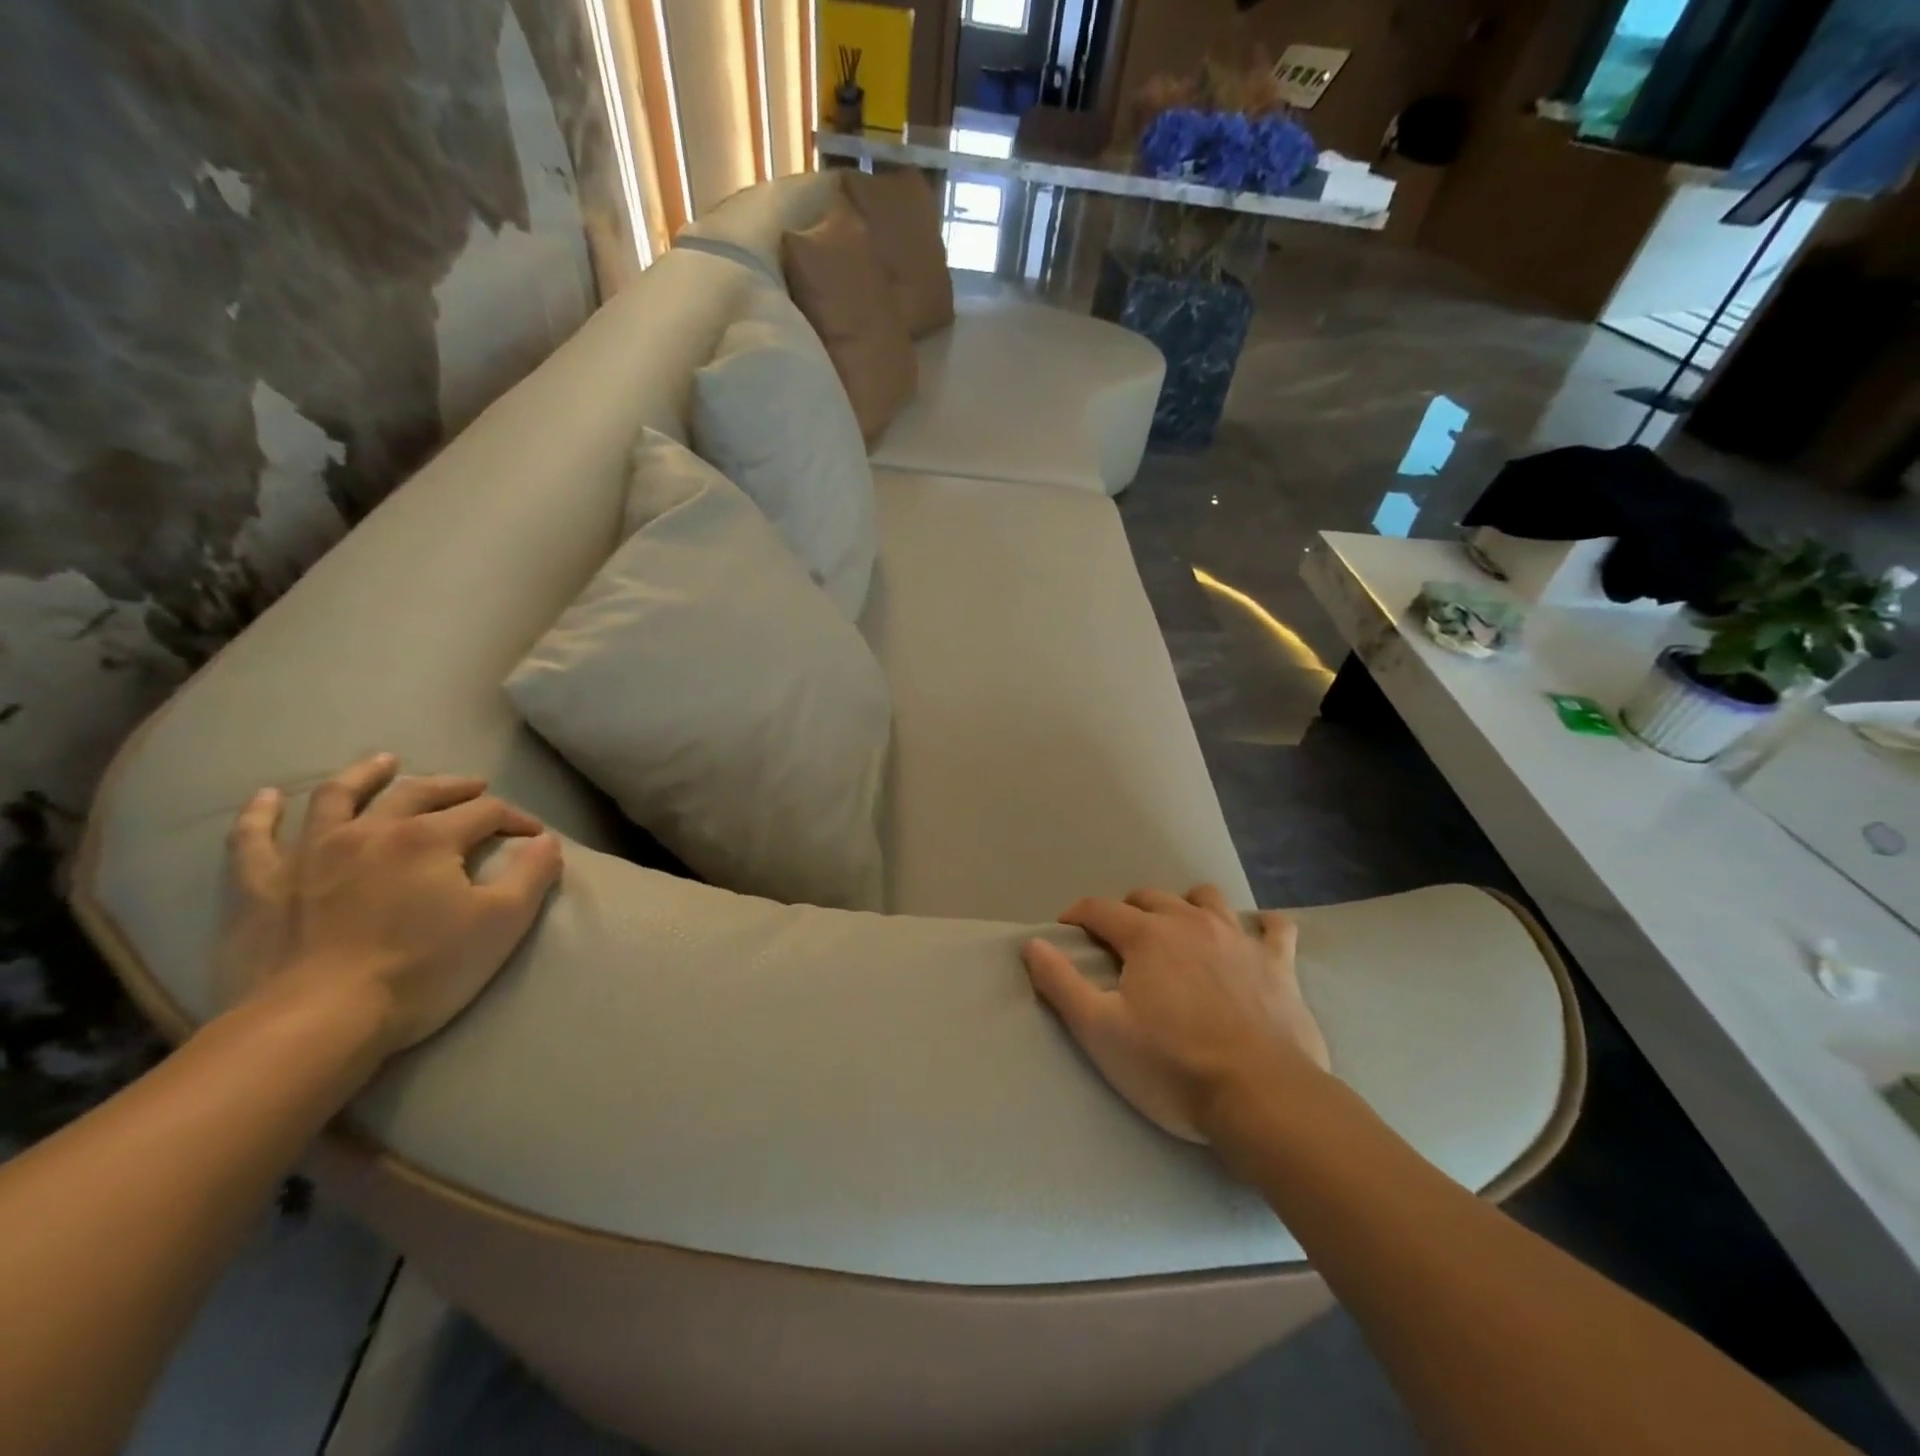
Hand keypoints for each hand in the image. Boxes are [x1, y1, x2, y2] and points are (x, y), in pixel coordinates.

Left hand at [222, 753, 562, 1058]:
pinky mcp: (262, 885)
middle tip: (475, 787)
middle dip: (454, 787)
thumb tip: (546, 840)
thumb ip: (533, 875)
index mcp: (429, 838)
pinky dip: (261, 813)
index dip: (516, 820)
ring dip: (365, 775)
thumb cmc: (422, 970)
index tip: (534, 837)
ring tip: (383, 762)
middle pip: (419, 792)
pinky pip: (253, 838)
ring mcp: (309, 853)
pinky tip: (268, 796)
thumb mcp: (502, 923)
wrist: (316, 1022)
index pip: (486, 812)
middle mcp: (371, 830)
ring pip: (339, 797)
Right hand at [1021, 885, 1329, 1142]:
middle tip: (1119, 944)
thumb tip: (1031, 944)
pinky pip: (1275, 928)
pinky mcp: (1279, 964)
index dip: (1077, 915)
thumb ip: (1061, 983)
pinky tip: (1256, 939)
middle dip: (1127, 911)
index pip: (1099, 908)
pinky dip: (1262, 928)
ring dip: (1187, 906)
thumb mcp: (1099, 1030)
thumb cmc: (1171, 1066)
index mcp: (1147, 935)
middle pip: (1150, 897)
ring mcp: (1239, 939)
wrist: (1262, 1097)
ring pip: (1207, 899)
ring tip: (1180, 933)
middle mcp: (1191, 922)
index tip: (1066, 931)